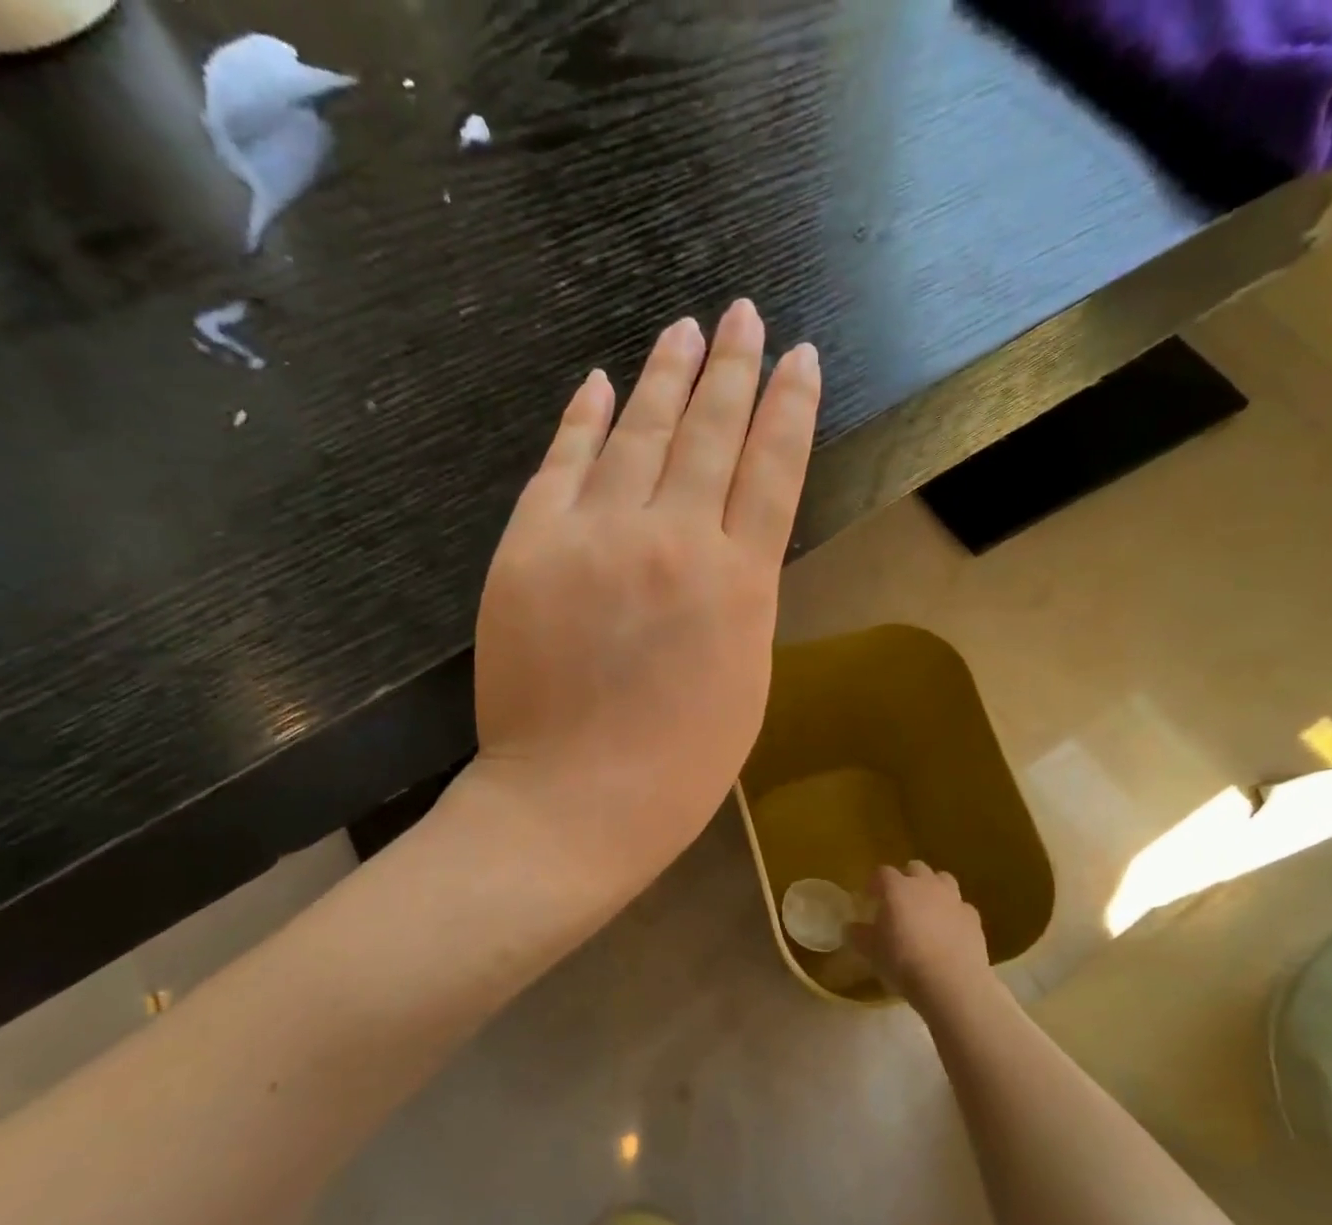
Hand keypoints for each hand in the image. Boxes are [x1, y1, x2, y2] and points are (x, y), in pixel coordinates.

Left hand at [470, 300, 821, 889]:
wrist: (574, 802)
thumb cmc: (678, 766)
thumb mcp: (743, 679)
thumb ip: (739, 598)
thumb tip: (726, 540)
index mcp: (741, 584)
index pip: (774, 470)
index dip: (790, 408)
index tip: (800, 358)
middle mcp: (676, 541)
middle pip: (710, 433)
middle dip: (732, 368)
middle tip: (743, 315)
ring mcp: (596, 537)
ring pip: (638, 433)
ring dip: (664, 375)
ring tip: (685, 329)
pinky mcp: (530, 546)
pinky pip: (562, 465)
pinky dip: (582, 420)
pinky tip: (599, 383)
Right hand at [862, 861, 991, 1002]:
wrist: (951, 982)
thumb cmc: (903, 962)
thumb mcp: (871, 952)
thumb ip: (859, 935)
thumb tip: (850, 928)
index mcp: (897, 888)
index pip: (882, 873)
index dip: (875, 883)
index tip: (869, 898)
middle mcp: (926, 885)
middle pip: (915, 868)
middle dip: (906, 879)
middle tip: (899, 901)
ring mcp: (953, 899)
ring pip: (943, 880)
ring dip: (933, 889)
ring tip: (927, 910)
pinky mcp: (973, 917)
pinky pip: (961, 906)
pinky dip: (953, 913)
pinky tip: (949, 931)